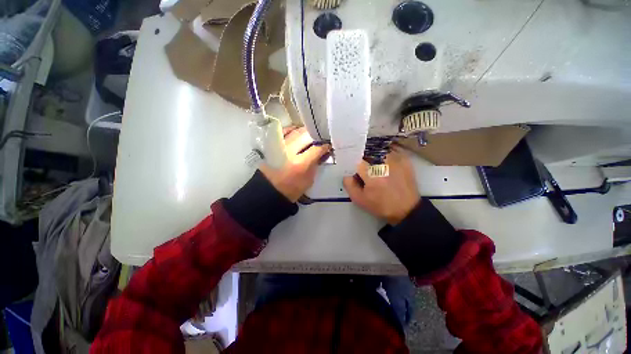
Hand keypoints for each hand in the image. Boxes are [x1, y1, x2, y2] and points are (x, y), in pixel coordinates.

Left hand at [260, 127, 330, 202]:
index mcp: (300, 163)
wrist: (270, 190)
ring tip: (311, 137)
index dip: (325, 146)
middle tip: (321, 139)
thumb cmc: (292, 189)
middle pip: (307, 136)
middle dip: (316, 137)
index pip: (317, 148)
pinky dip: (293, 130)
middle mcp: (290, 152)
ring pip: (296, 131)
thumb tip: (322, 152)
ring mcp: (280, 147)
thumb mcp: (309, 180)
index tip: (329, 146)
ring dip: (306, 133)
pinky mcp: (272, 145)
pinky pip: (284, 132)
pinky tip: (298, 133)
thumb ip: (316, 164)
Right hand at [343, 146, 419, 224]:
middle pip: (368, 154)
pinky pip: (391, 152)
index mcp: (372, 175)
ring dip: (375, 157)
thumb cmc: (381, 206)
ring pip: (379, 152)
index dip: (355, 166)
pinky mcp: (405, 160)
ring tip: (377, 168)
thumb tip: (347, 174)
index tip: (356, 172)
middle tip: (367, 171)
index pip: (357, 161)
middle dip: (364, 161)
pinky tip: (386, 165)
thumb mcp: (359, 199)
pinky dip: (385, 156)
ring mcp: (396, 160)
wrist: (406, 210)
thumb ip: (349, 185)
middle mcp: (384, 164)